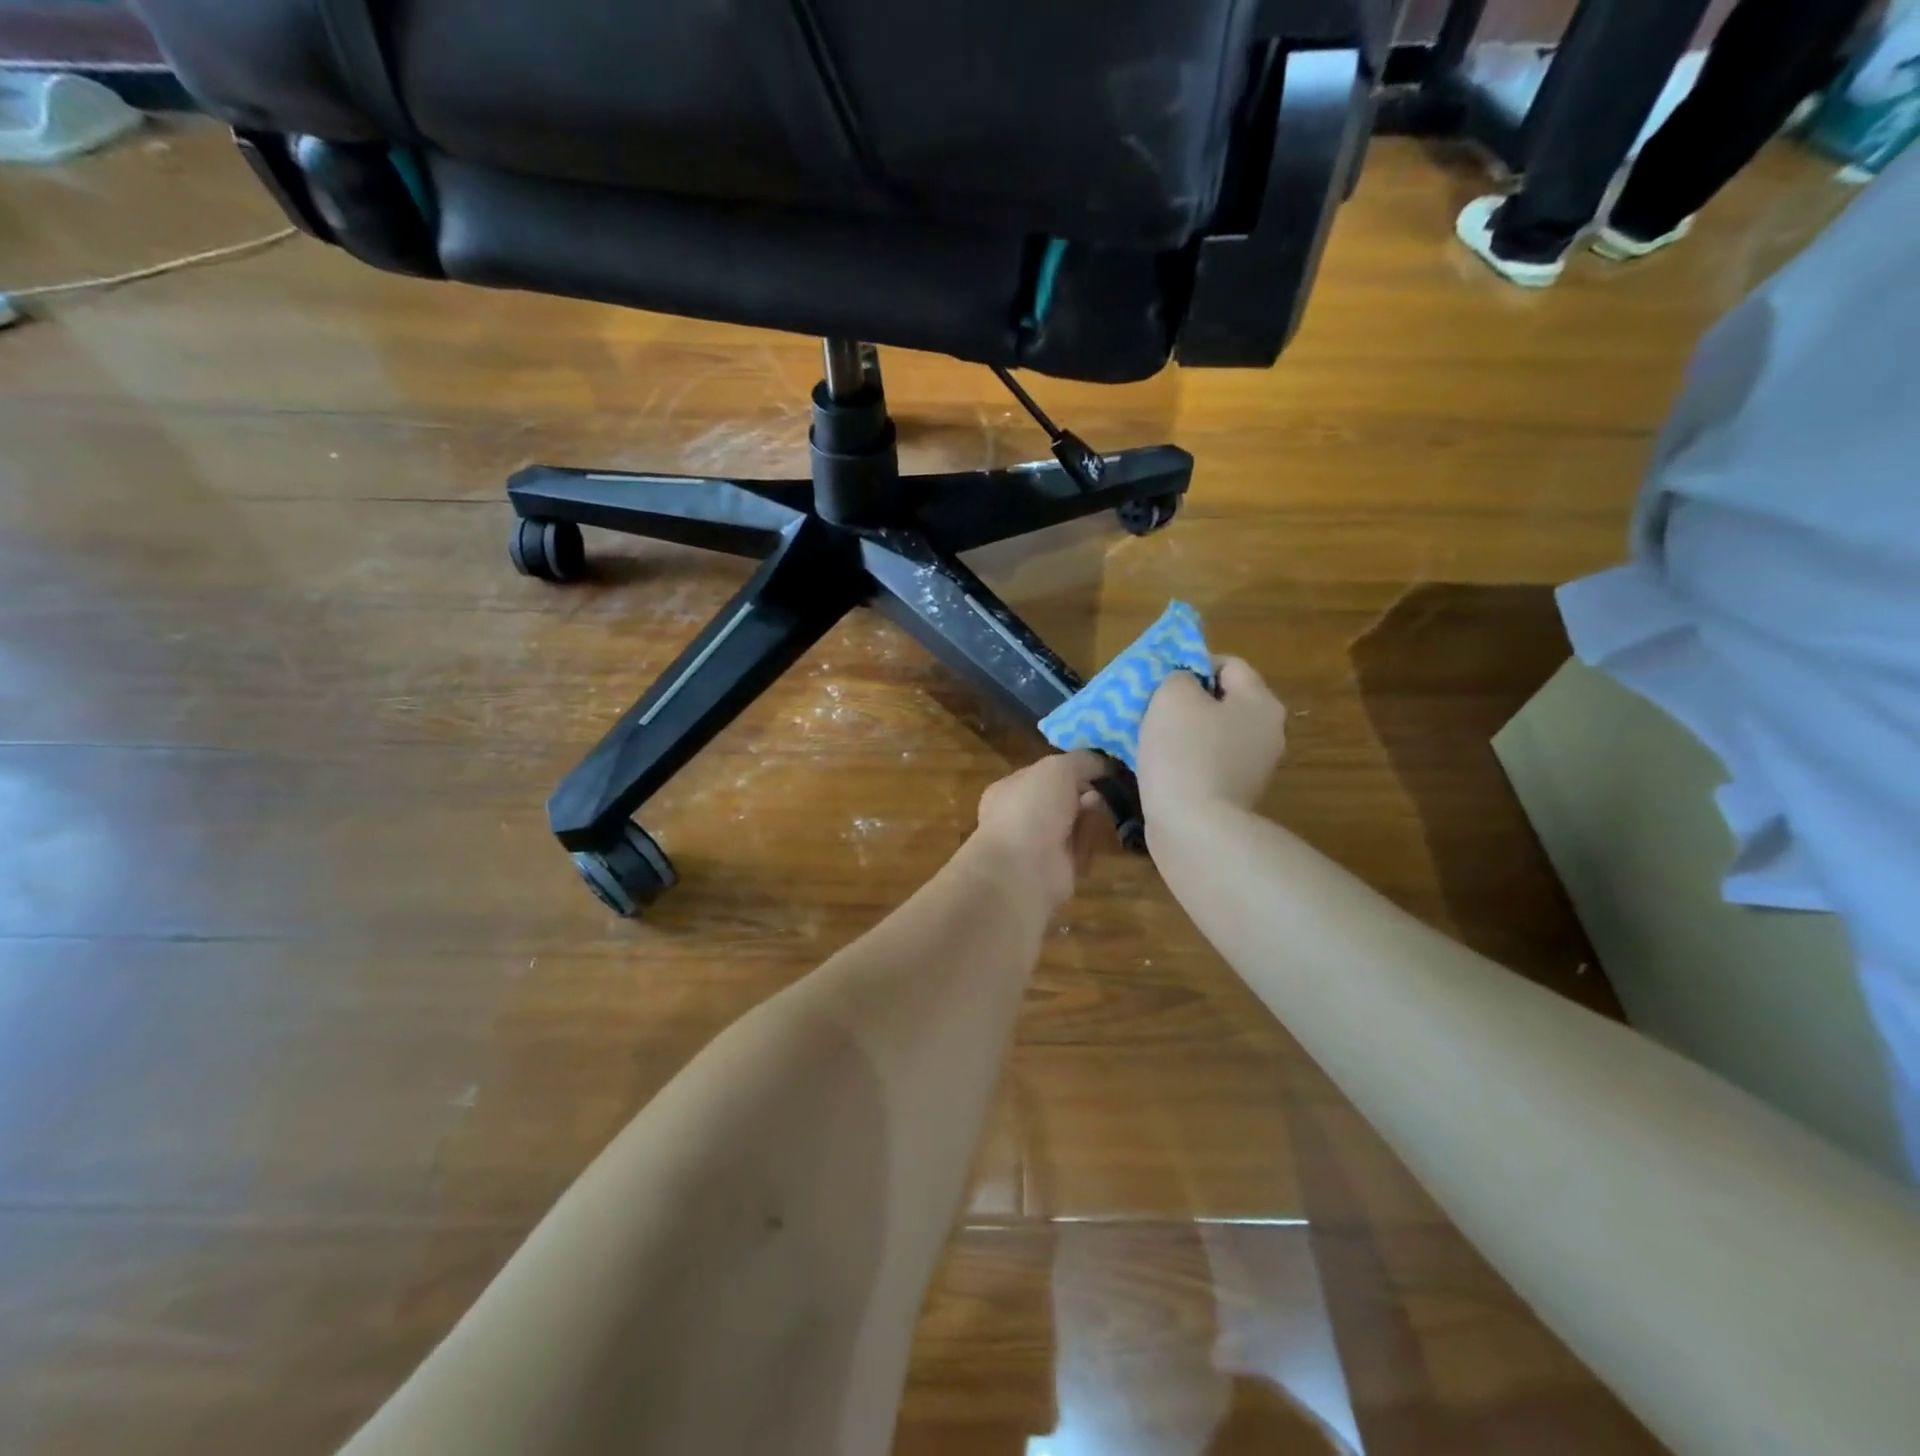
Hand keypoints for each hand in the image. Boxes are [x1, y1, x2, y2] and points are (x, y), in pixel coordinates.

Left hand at [968, 750, 1109, 908]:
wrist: (1023, 869)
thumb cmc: (1031, 808)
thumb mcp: (1058, 768)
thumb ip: (1082, 760)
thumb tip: (1104, 764)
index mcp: (1010, 789)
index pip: (1044, 774)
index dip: (1071, 769)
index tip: (1097, 767)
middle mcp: (1020, 816)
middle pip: (1061, 799)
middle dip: (1084, 792)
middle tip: (1103, 789)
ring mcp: (1037, 845)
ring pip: (1073, 823)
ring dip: (1090, 815)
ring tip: (1102, 809)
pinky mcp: (1057, 869)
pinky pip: (1079, 849)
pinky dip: (1090, 841)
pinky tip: (1097, 835)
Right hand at [1136, 659, 1286, 820]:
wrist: (1193, 828)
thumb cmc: (1184, 752)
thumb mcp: (1172, 697)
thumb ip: (1179, 677)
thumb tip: (1185, 685)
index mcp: (1261, 702)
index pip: (1229, 665)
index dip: (1193, 664)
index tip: (1161, 681)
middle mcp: (1267, 732)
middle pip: (1223, 701)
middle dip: (1186, 702)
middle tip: (1151, 708)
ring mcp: (1254, 768)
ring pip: (1213, 734)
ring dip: (1183, 734)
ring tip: (1148, 739)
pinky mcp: (1235, 796)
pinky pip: (1208, 764)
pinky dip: (1185, 762)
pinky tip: (1160, 769)